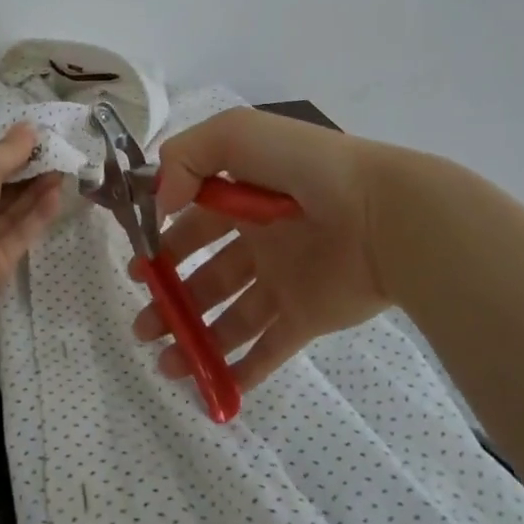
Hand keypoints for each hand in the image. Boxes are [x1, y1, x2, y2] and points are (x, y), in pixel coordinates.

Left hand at [0, 124, 64, 311]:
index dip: (3, 155)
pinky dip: (37, 216)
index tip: (32, 142)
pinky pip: (19, 234)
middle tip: (54, 157)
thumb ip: (9, 149)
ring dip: (35, 192)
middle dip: (25, 174)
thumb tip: (29, 127)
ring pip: (10, 213)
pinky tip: (56, 196)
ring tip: (62, 173)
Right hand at [132, 108, 403, 392]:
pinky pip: (270, 349)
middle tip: (143, 327)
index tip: (138, 268)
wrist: (384, 213)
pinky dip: (242, 371)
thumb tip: (160, 202)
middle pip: (205, 276)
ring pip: (229, 317)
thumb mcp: (235, 134)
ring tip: (165, 364)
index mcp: (243, 197)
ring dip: (195, 340)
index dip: (163, 245)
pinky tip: (212, 389)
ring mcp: (283, 281)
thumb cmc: (305, 167)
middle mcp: (259, 241)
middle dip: (169, 299)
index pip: (193, 224)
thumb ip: (185, 157)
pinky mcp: (307, 316)